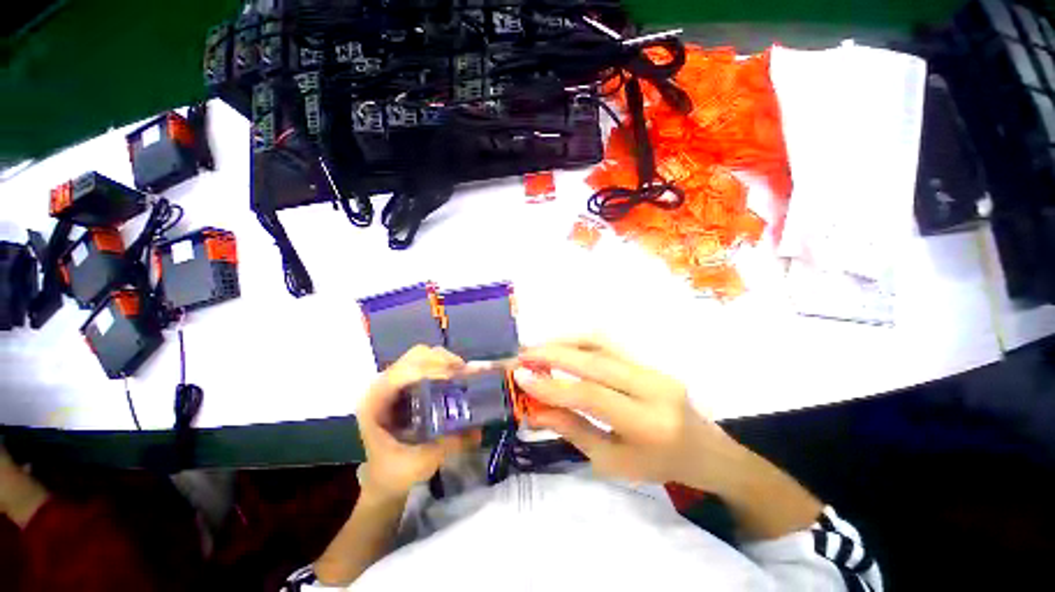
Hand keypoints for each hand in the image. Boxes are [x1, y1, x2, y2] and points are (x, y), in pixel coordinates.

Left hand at [358, 346, 479, 499]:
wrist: (375, 481)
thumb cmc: (390, 474)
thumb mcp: (420, 463)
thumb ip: (449, 445)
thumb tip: (479, 430)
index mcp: (376, 402)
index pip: (403, 373)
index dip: (431, 371)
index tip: (456, 379)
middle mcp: (383, 385)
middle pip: (416, 356)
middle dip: (443, 361)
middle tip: (464, 374)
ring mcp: (393, 383)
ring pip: (421, 356)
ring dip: (445, 362)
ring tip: (462, 376)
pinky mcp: (403, 386)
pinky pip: (425, 365)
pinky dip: (443, 367)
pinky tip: (455, 380)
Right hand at [515, 336, 745, 491]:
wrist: (705, 450)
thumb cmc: (658, 466)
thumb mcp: (612, 461)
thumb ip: (573, 430)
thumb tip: (535, 410)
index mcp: (647, 425)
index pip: (591, 395)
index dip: (552, 385)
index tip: (521, 376)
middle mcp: (652, 388)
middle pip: (595, 362)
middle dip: (553, 355)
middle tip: (522, 356)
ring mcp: (653, 368)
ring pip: (601, 344)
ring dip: (565, 342)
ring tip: (537, 349)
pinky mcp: (649, 360)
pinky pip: (609, 344)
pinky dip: (580, 341)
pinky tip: (561, 346)